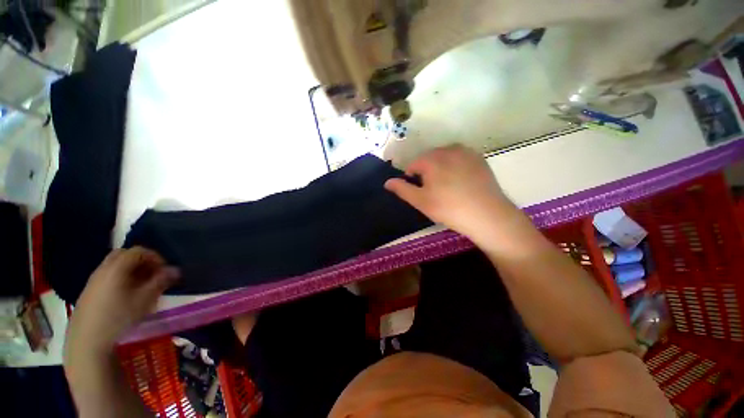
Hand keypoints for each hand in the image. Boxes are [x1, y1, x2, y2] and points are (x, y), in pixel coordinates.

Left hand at [65, 247, 178, 355]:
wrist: (87, 341)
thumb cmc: (119, 317)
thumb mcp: (145, 299)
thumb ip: (161, 281)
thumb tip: (175, 270)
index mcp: (116, 267)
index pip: (139, 251)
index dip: (155, 257)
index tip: (164, 270)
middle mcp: (103, 269)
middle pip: (124, 255)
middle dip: (141, 261)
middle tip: (152, 275)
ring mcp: (93, 280)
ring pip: (115, 266)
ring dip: (131, 271)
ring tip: (141, 287)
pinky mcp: (88, 292)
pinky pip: (108, 277)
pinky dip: (120, 279)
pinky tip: (125, 296)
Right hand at [384, 144, 518, 240]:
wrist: (487, 214)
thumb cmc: (448, 208)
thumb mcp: (420, 201)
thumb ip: (402, 189)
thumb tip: (387, 182)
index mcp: (431, 159)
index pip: (413, 165)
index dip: (413, 179)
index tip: (421, 193)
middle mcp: (448, 149)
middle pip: (429, 159)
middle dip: (427, 172)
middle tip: (434, 192)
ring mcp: (466, 152)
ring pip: (444, 158)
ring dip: (441, 168)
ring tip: (447, 187)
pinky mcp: (479, 158)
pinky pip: (459, 159)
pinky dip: (455, 167)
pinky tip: (461, 182)